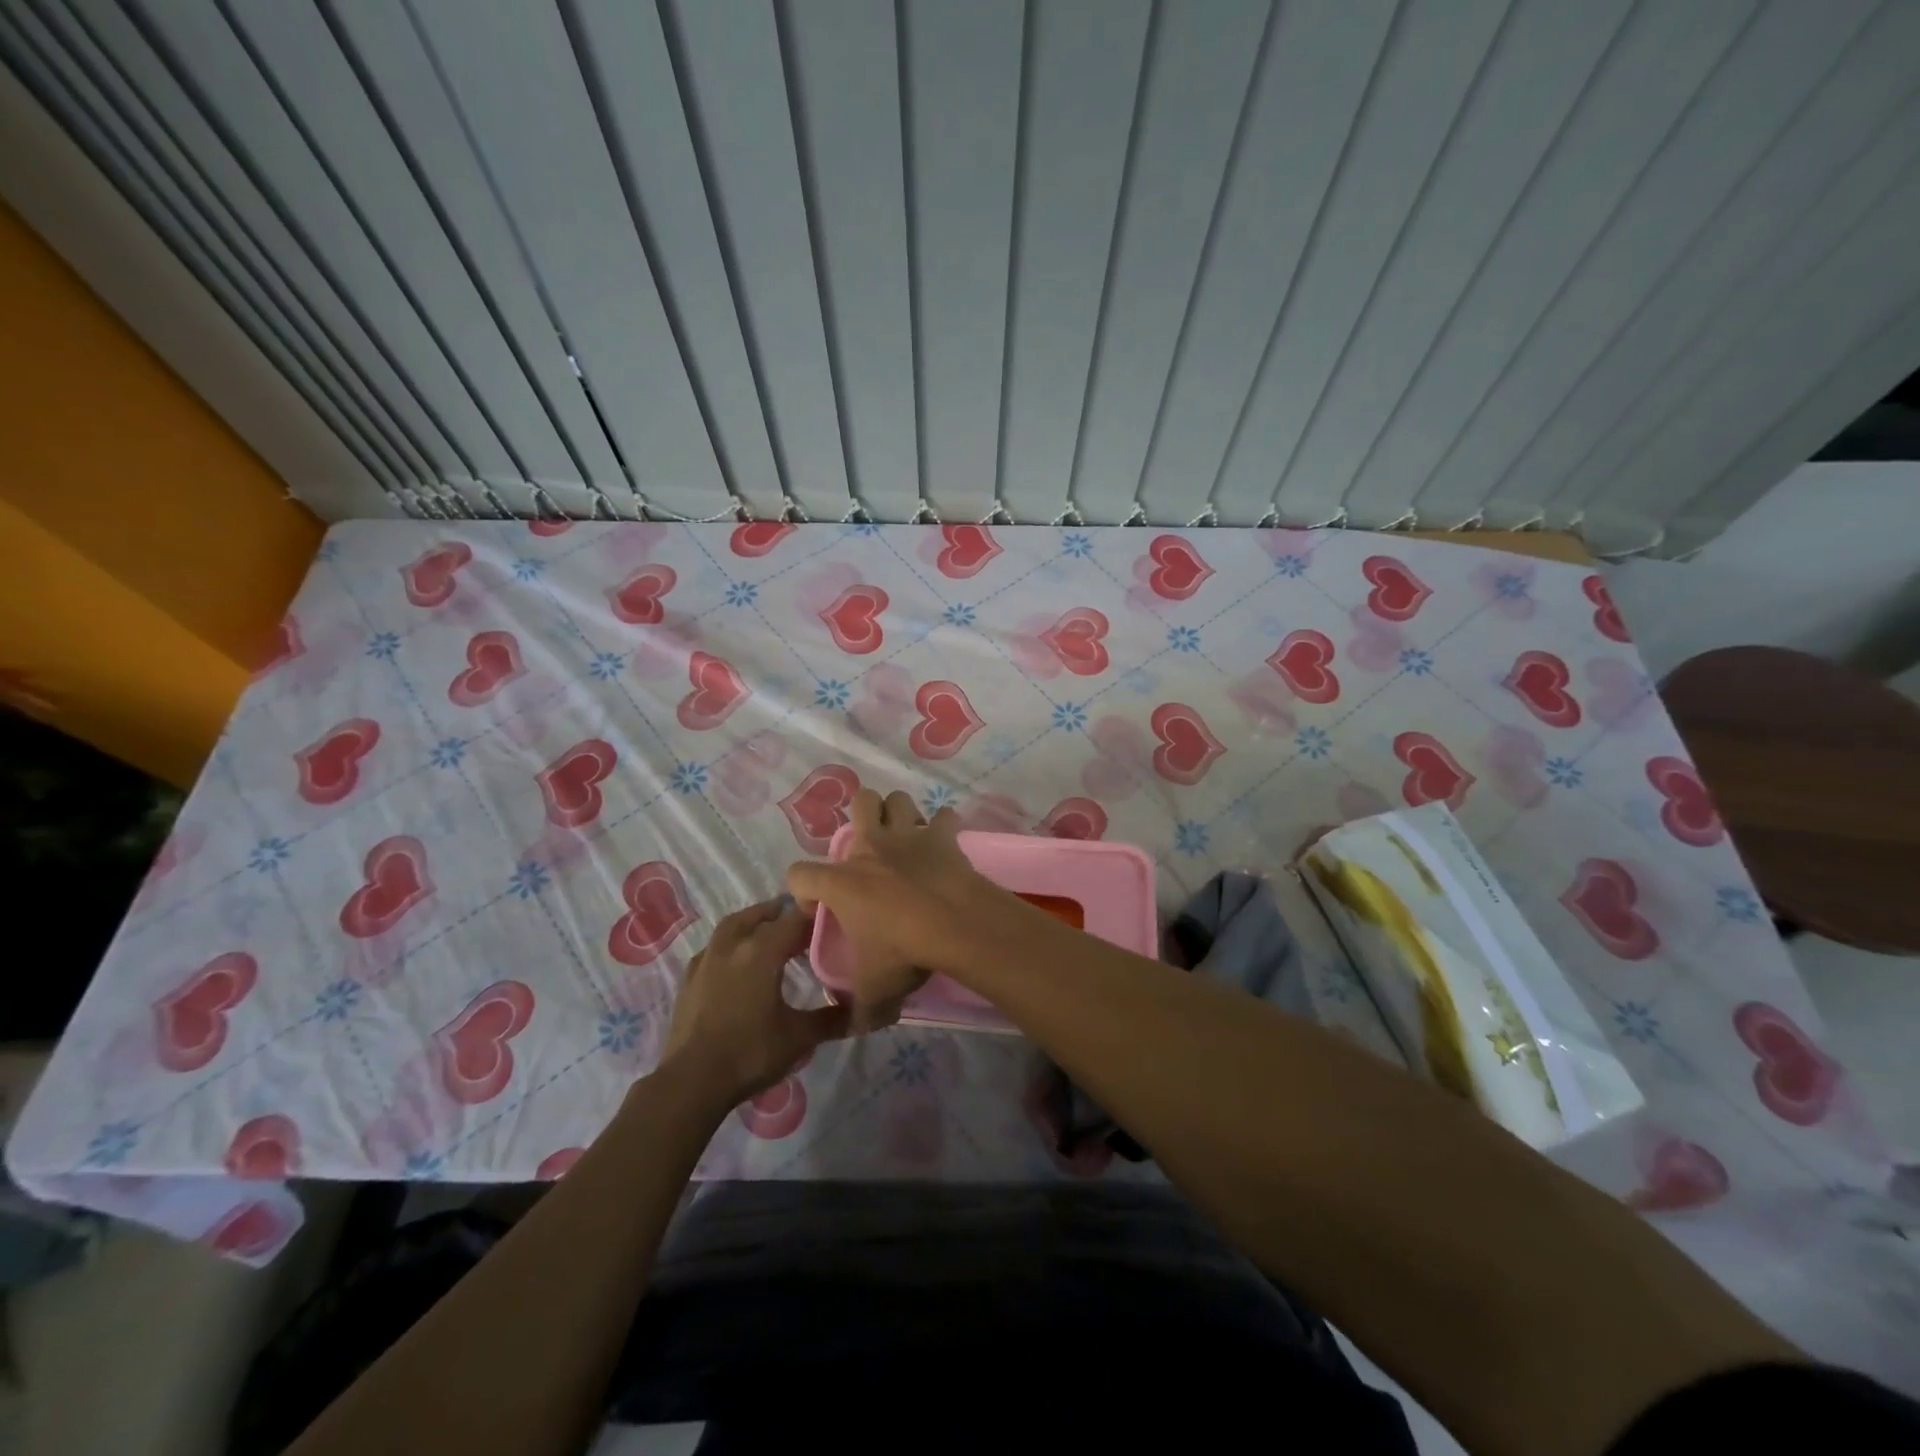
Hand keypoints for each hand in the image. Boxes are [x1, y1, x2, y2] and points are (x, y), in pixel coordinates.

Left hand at [660, 899, 849, 1105]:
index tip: (834, 922)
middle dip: (784, 914)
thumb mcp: (799, 1037)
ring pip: (733, 925)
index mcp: (762, 951)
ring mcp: (707, 960)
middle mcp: (733, 945)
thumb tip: (861, 1010)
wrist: (691, 1082)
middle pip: (761, 915)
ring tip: (770, 933)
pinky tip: (737, 961)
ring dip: (754, 922)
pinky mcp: (689, 979)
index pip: (796, 919)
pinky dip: (731, 944)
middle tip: (804, 924)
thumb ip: (832, 1019)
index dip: (816, 916)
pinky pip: (714, 947)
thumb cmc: (750, 1053)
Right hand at [786, 789, 1002, 1029]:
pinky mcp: (942, 837)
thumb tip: (857, 1027)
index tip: (820, 909)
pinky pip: (944, 818)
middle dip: (862, 815)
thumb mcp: (875, 988)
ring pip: (898, 799)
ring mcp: (907, 836)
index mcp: (841, 882)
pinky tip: (945, 842)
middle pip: (858, 802)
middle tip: (870, 847)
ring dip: (900, 813)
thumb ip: (861, 1008)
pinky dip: (944, 827)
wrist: (954, 924)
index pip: (799, 874)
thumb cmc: (904, 951)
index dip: (804, 890)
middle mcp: (870, 849)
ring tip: (905, 836)